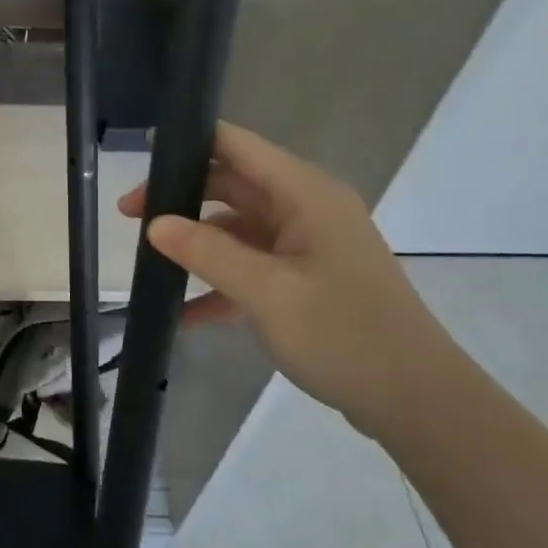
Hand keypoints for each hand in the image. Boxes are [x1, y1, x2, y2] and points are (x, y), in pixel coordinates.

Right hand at [119, 122, 464, 439]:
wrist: (418, 403)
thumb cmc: (345, 335)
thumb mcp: (267, 293)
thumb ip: (207, 252)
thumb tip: (154, 224)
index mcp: (305, 194)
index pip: (236, 146)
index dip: (188, 144)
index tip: (141, 161)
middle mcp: (306, 209)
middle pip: (231, 185)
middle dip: (180, 199)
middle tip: (129, 218)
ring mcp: (307, 246)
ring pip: (237, 228)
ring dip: (196, 245)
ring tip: (148, 265)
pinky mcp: (306, 280)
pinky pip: (252, 267)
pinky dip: (220, 284)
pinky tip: (185, 315)